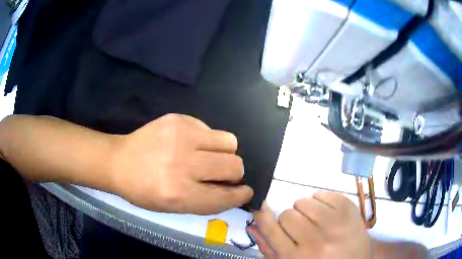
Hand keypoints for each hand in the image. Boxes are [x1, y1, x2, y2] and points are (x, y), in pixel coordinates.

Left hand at [109, 114, 252, 214]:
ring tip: (210, 156)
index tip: (245, 191)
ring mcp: (181, 137)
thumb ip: (206, 201)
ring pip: (230, 142)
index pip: (226, 196)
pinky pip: (211, 129)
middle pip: (234, 166)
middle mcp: (183, 166)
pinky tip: (191, 144)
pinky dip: (208, 140)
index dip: (241, 195)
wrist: (119, 161)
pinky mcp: (178, 119)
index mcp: (180, 195)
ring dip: (225, 153)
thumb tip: (233, 189)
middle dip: (234, 173)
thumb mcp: (173, 208)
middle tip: (222, 174)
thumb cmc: (143, 191)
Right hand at [248, 191, 370, 258]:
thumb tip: (253, 226)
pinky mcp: (349, 209)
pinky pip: (324, 193)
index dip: (263, 215)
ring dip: (306, 209)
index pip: (272, 229)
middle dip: (291, 220)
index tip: (260, 206)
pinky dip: (321, 199)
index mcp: (296, 257)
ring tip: (316, 220)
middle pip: (288, 214)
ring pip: (304, 202)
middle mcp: (314, 241)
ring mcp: (334, 224)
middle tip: (302, 228)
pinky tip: (327, 212)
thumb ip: (271, 248)